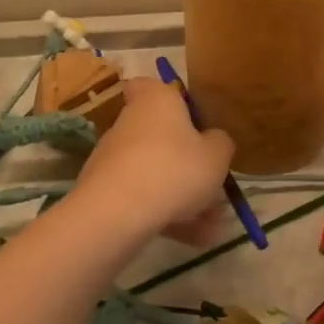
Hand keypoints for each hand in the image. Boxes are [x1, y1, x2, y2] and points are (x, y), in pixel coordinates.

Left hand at [72, 77, 234, 238]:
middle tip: (212, 185)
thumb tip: (214, 140)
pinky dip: (165, 214)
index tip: (190, 119)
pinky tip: (193, 240)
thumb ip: (220, 143)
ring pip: (156, 171)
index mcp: (156, 99)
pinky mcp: (103, 189)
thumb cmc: (174, 169)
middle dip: (186, 161)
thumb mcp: (216, 156)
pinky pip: (143, 197)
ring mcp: (113, 156)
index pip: (151, 84)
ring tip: (211, 226)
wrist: (116, 214)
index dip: (169, 98)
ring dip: (181, 195)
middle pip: (160, 134)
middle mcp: (130, 121)